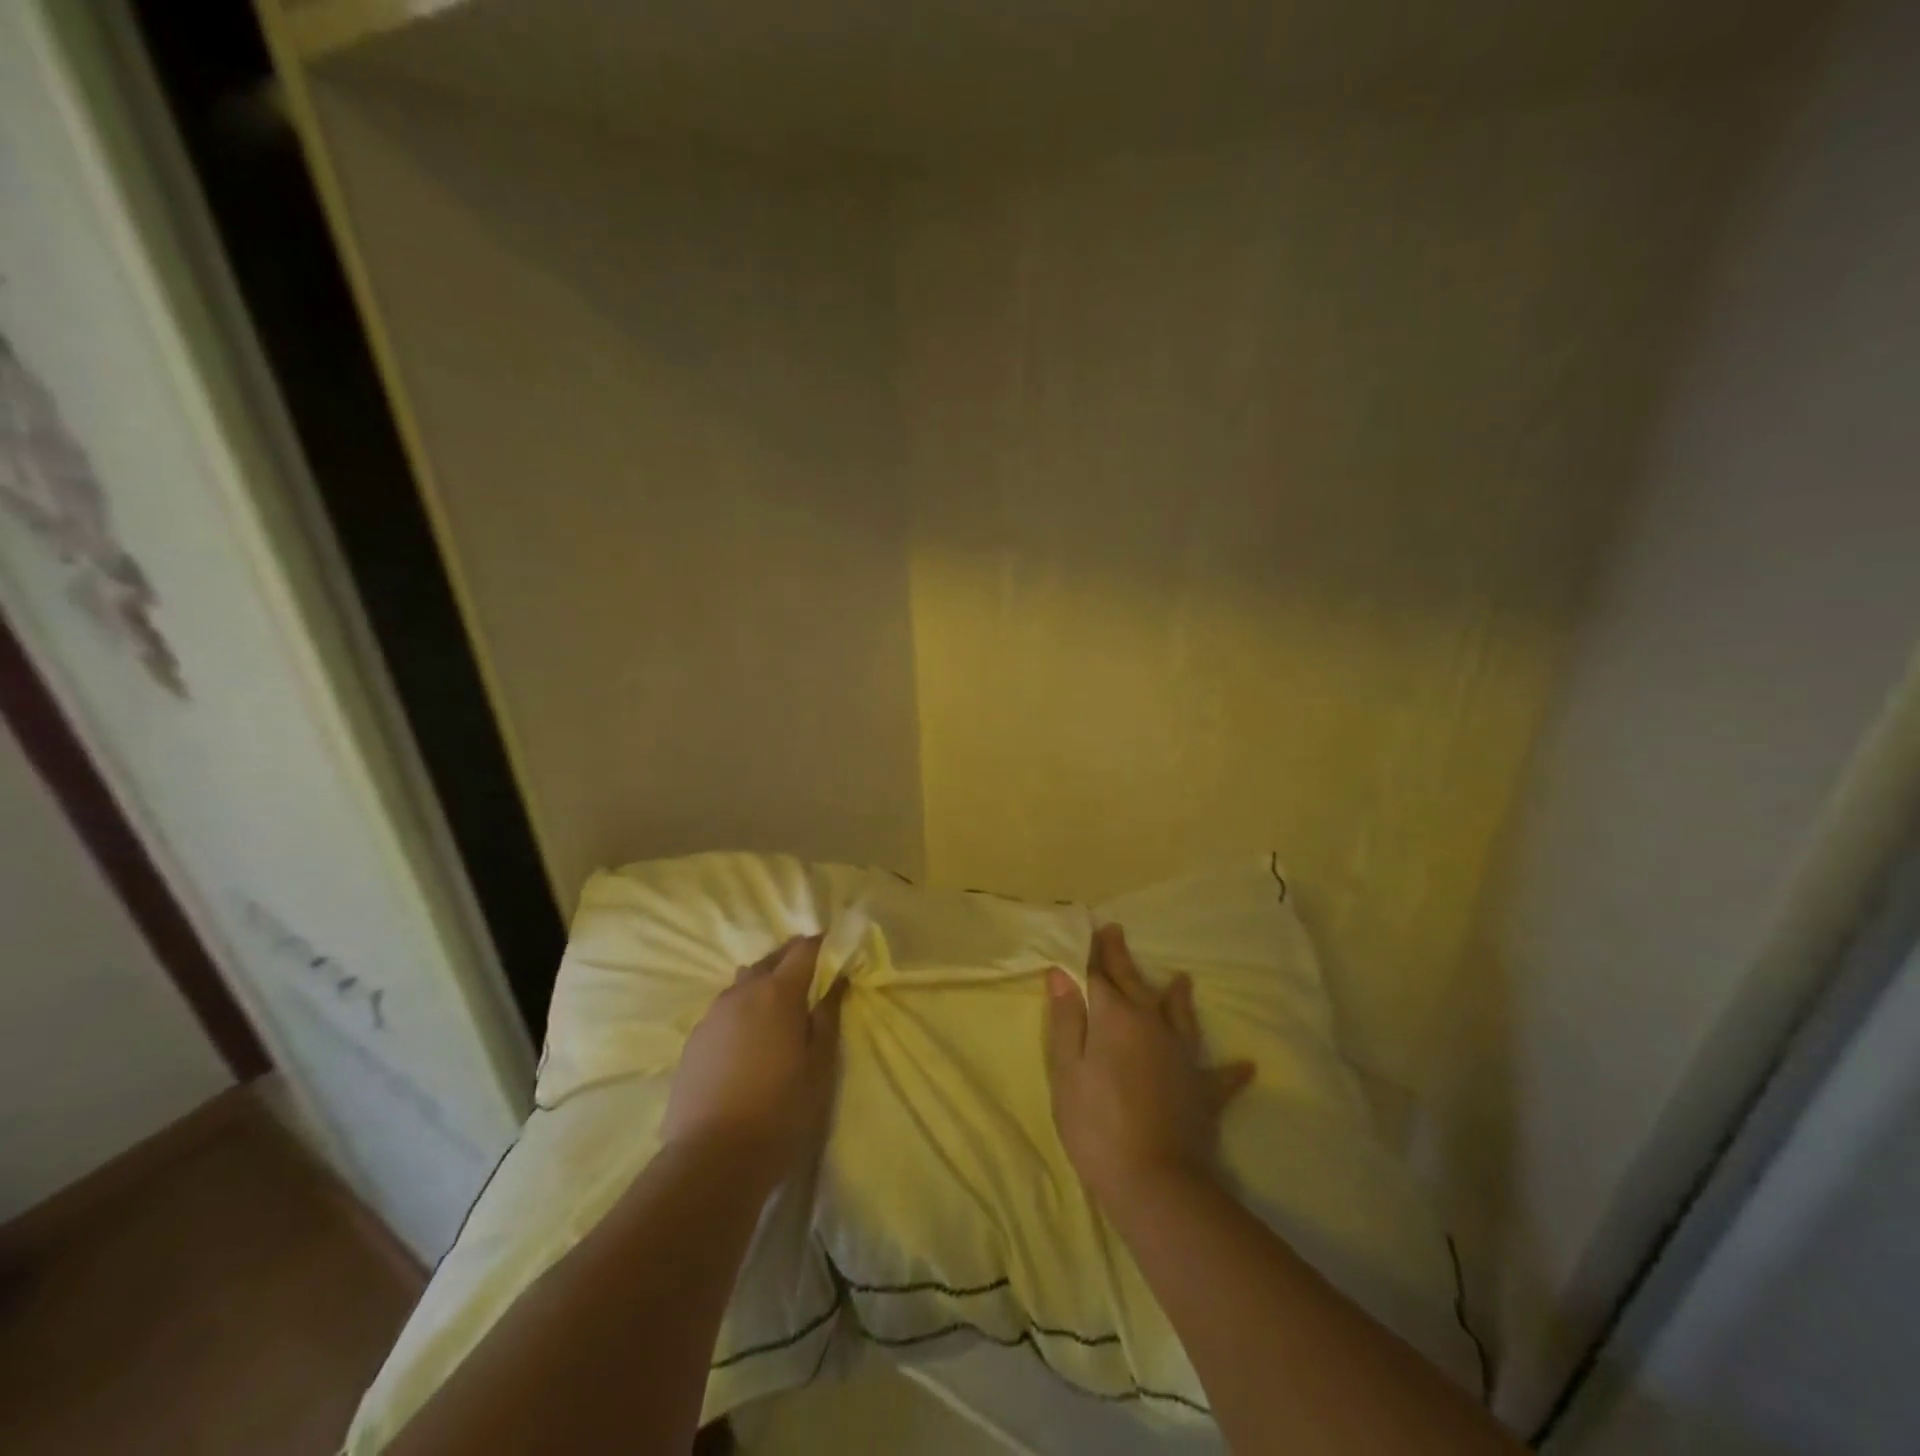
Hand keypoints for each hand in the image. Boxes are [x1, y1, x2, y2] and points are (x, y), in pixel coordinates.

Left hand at [662, 935, 845, 1184]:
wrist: (711, 1159)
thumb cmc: (780, 1110)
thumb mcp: (820, 1066)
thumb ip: (828, 1016)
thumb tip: (837, 981)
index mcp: (778, 993)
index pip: (804, 949)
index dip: (821, 945)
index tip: (836, 951)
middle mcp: (742, 993)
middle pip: (770, 960)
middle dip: (792, 961)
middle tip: (811, 980)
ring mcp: (712, 1015)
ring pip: (743, 984)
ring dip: (763, 986)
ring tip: (778, 1012)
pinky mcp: (693, 1041)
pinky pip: (724, 1011)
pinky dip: (741, 1012)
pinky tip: (748, 1041)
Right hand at [1045, 923, 1254, 1204]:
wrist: (1154, 1181)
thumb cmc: (1096, 1123)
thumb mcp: (1066, 1071)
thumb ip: (1066, 1020)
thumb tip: (1062, 974)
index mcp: (1115, 1018)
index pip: (1100, 976)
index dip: (1094, 954)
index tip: (1096, 930)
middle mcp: (1152, 1025)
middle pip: (1134, 985)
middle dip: (1123, 959)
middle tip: (1117, 933)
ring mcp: (1182, 1056)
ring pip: (1179, 1016)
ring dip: (1178, 997)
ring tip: (1183, 979)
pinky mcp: (1203, 1090)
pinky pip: (1220, 1076)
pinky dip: (1232, 1070)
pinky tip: (1247, 1066)